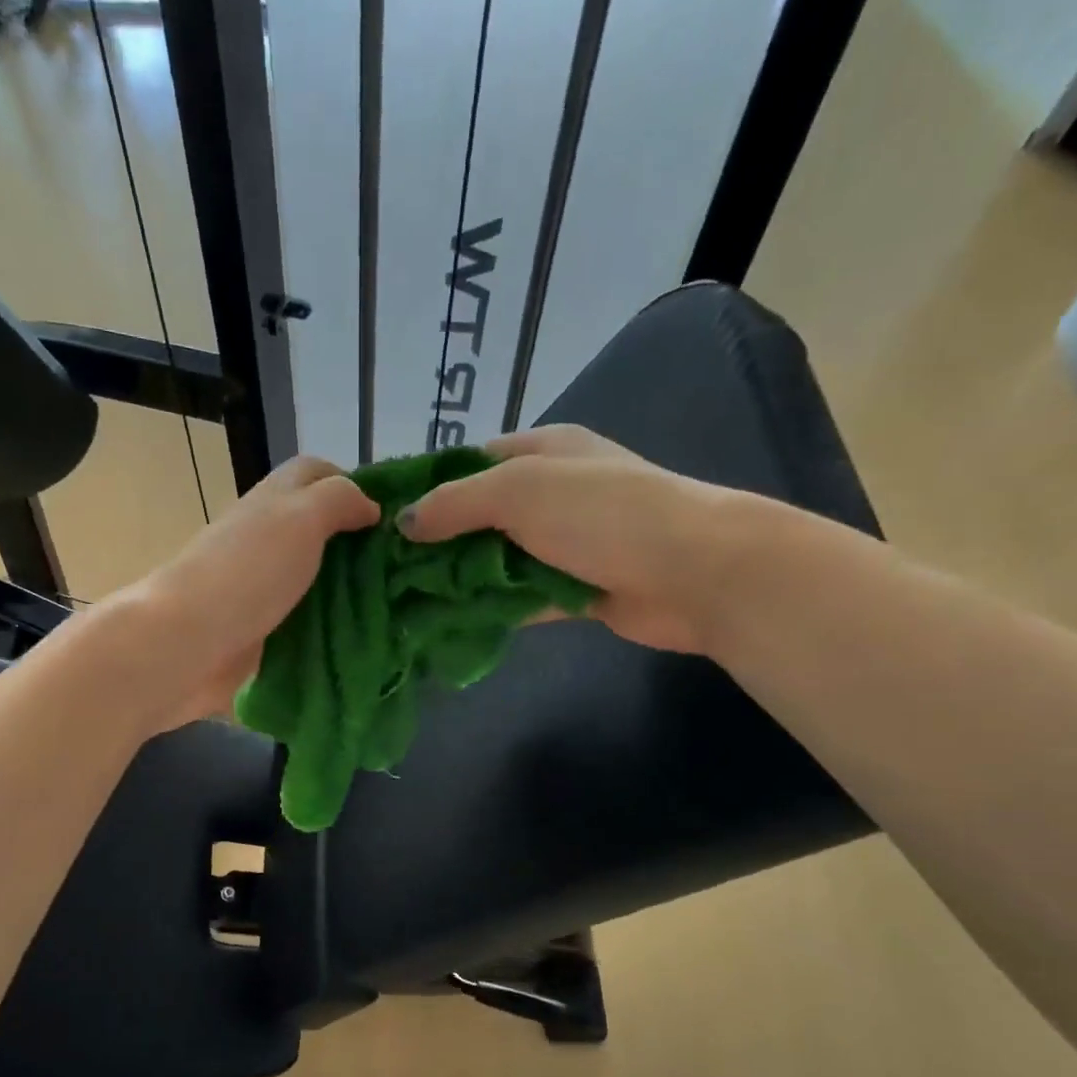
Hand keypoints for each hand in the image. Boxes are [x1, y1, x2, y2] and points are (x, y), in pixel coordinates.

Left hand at [101, 455, 379, 729]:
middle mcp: (269, 539)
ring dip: (351, 590)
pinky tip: (367, 638)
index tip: (394, 516)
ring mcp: (265, 588)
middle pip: (321, 530)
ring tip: (398, 606)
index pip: (317, 474)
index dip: (354, 483)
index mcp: (275, 502)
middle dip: (360, 544)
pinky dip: (334, 627)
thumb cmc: (248, 572)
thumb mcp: (300, 517)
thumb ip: (338, 500)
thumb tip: (370, 506)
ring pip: (318, 579)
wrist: (190, 643)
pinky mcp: (265, 631)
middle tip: (407, 568)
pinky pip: (308, 622)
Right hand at [396, 424, 764, 654]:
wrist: (694, 572)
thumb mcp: (521, 490)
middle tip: (385, 572)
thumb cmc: (604, 513)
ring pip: (497, 561)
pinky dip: (490, 609)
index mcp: (543, 451)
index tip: (382, 519)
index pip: (470, 463)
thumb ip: (457, 503)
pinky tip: (450, 625)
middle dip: (437, 542)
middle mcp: (552, 494)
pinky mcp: (574, 589)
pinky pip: (520, 598)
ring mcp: (565, 544)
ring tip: (406, 602)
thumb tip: (403, 522)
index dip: (427, 488)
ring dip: (460, 580)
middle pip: (480, 516)